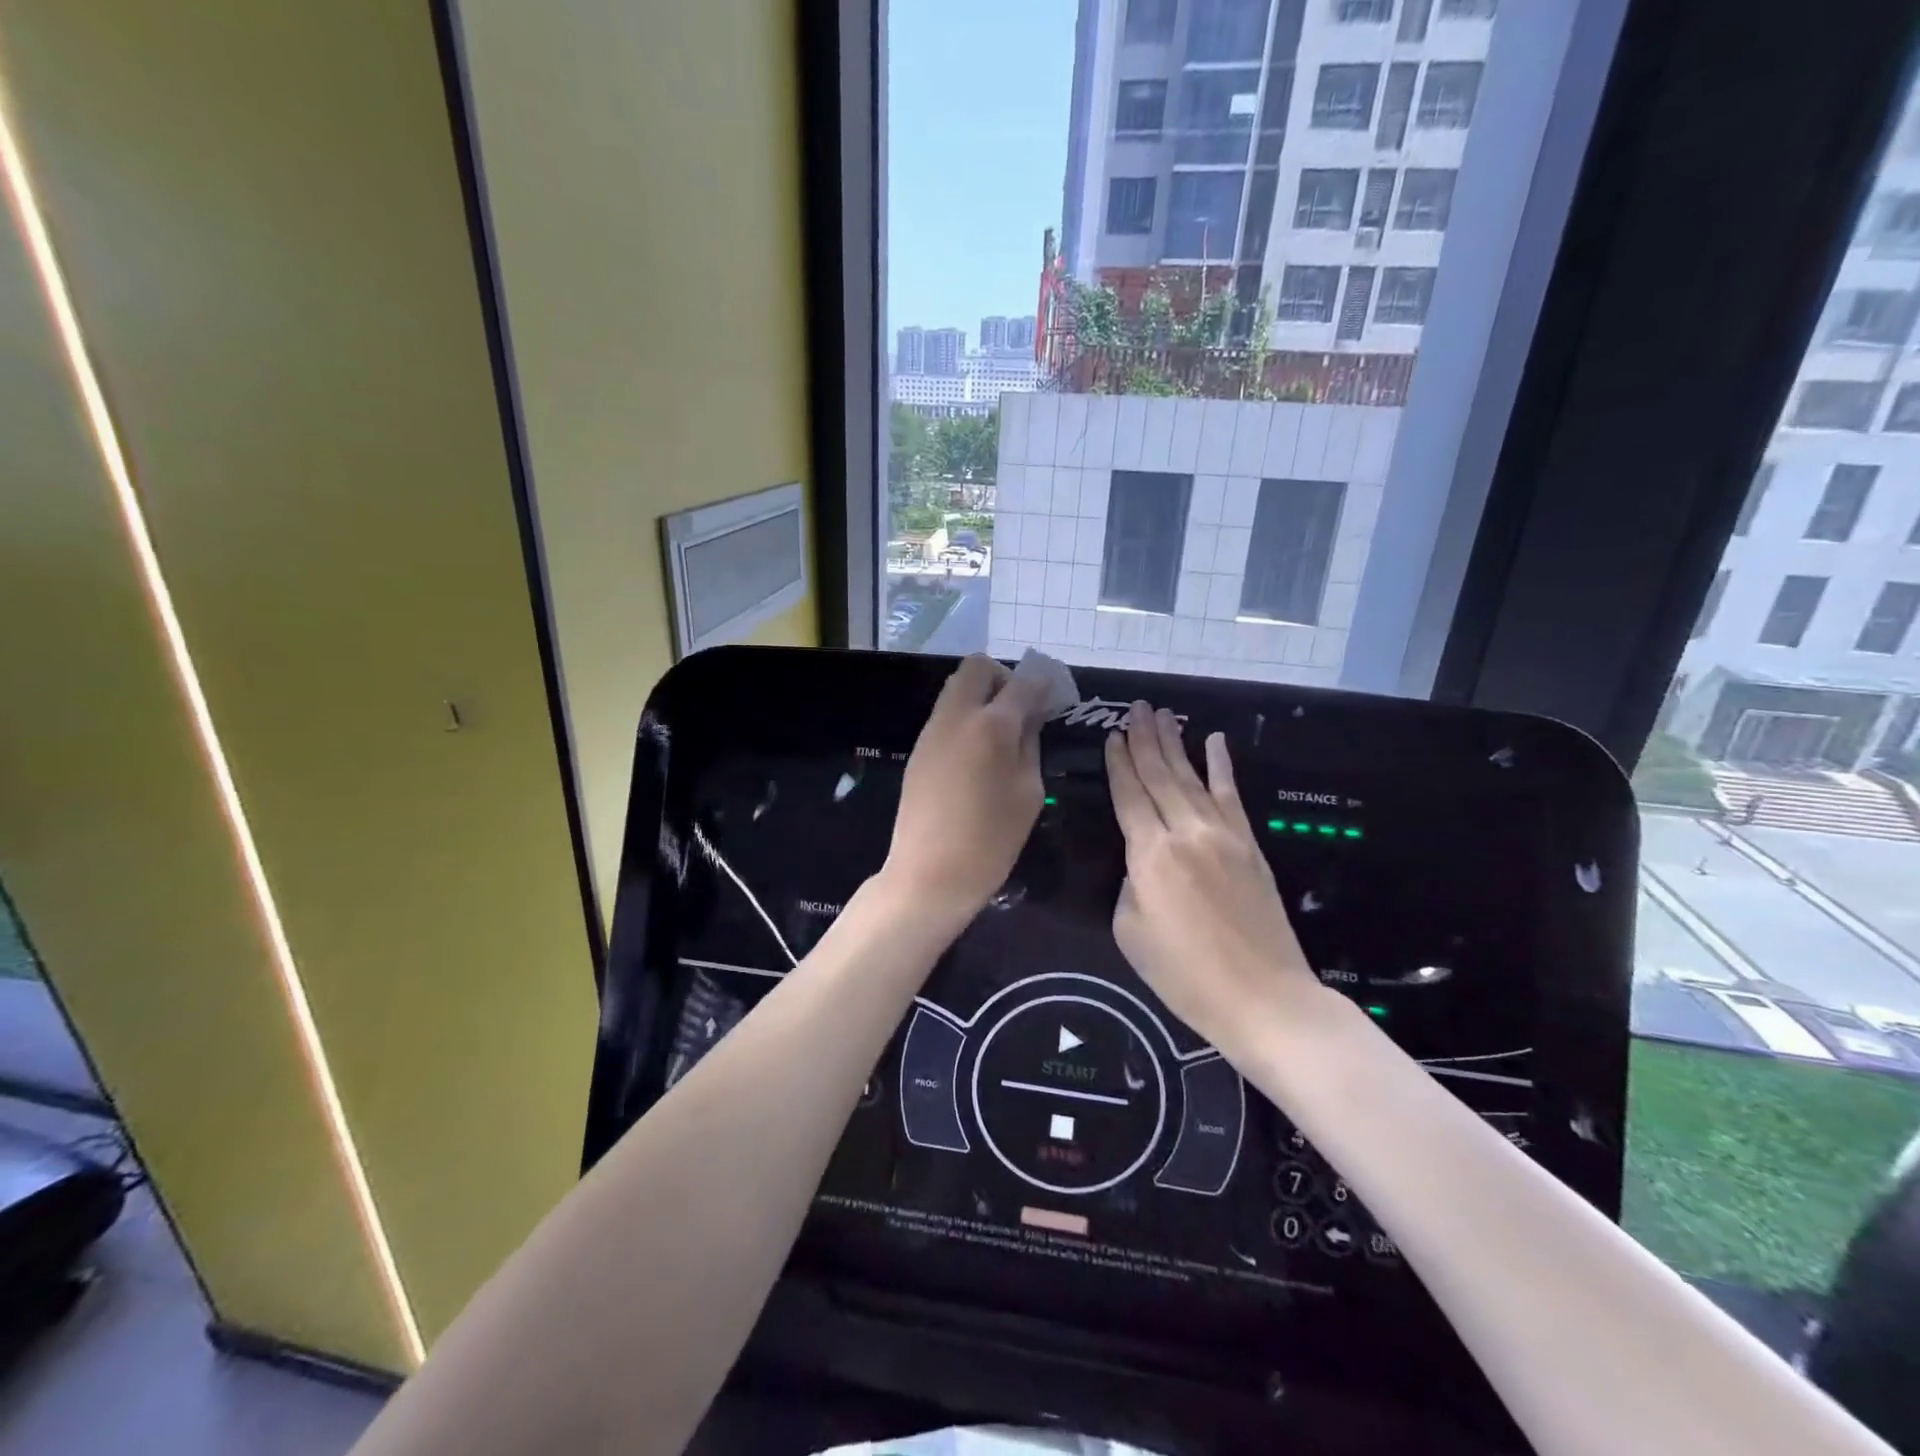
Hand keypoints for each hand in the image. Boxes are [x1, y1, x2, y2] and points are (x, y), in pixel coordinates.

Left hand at [883, 654, 1048, 922]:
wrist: (929, 873)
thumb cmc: (991, 840)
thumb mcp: (1028, 792)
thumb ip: (1030, 744)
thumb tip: (1030, 717)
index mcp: (992, 725)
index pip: (1023, 681)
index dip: (1043, 682)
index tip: (1055, 695)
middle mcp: (957, 716)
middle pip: (978, 667)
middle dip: (1004, 678)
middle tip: (1020, 710)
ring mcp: (932, 730)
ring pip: (957, 688)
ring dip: (981, 696)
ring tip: (1001, 734)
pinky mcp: (919, 749)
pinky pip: (945, 715)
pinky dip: (965, 718)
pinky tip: (977, 754)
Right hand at [1105, 702, 1324, 1053]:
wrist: (1262, 997)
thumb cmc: (1184, 974)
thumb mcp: (1130, 932)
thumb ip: (1129, 885)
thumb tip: (1141, 863)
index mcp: (1149, 855)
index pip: (1129, 795)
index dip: (1118, 763)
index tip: (1112, 735)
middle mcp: (1185, 832)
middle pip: (1160, 775)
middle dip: (1145, 739)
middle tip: (1136, 707)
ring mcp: (1223, 834)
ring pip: (1192, 777)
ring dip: (1176, 743)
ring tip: (1163, 715)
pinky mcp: (1250, 845)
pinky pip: (1232, 795)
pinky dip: (1222, 766)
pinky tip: (1216, 741)